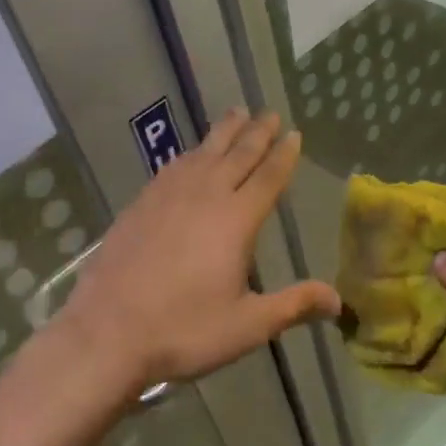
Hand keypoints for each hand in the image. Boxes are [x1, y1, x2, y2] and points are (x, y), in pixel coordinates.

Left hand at [57, 109, 340, 395]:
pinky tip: (189, 155)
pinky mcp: (140, 204)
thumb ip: (293, 305)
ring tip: (236, 114)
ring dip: (224, 132)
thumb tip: (339, 301)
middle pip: (237, 154)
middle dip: (257, 132)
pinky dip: (190, 153)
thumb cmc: (184, 330)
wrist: (106, 332)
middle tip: (270, 112)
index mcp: (236, 220)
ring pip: (203, 152)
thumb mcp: (247, 325)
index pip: (268, 177)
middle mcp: (205, 196)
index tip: (294, 133)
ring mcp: (168, 196)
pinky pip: (174, 166)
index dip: (283, 155)